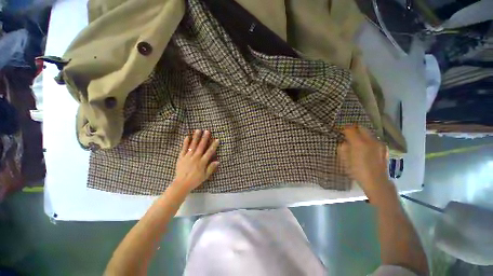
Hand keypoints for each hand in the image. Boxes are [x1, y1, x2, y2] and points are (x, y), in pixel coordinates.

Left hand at [173, 130, 219, 192]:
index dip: (214, 145)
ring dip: (196, 137)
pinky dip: (185, 143)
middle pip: (201, 146)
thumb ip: (211, 168)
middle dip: (205, 138)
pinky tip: (187, 137)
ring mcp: (188, 157)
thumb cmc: (195, 180)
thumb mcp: (205, 176)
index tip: (217, 139)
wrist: (181, 184)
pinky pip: (183, 149)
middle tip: (207, 131)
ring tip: (198, 130)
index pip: (209, 152)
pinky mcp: (181, 157)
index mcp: (202, 162)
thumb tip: (218, 161)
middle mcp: (196, 157)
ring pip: (193, 145)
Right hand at [338, 125, 394, 202]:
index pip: (350, 129)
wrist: (377, 182)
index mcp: (359, 143)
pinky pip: (373, 139)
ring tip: (356, 142)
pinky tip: (365, 148)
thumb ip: (343, 148)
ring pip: (368, 133)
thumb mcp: (345, 160)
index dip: (344, 129)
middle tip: (348, 135)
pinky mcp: (383, 148)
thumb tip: (344, 142)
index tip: (340, 132)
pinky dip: (367, 140)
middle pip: (361, 128)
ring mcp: (379, 144)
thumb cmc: (357, 172)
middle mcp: (371, 140)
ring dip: (361, 134)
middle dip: (353, 129)